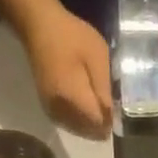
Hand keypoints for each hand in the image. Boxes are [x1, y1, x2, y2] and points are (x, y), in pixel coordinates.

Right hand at [19, 4, 111, 138]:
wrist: (38, 26)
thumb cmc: (71, 36)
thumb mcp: (97, 56)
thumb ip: (104, 89)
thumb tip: (112, 116)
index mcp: (72, 97)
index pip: (97, 124)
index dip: (111, 121)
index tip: (119, 111)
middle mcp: (59, 110)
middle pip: (87, 131)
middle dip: (102, 125)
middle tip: (112, 110)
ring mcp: (51, 110)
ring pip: (78, 130)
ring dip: (91, 125)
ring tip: (102, 110)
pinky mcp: (48, 108)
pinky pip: (69, 124)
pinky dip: (81, 122)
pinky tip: (88, 111)